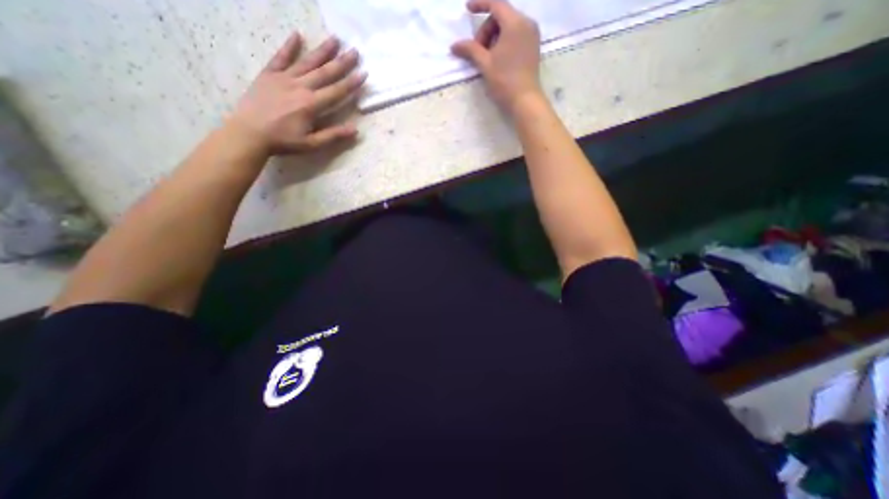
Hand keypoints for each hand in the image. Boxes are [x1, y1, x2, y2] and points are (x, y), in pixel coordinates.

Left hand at [233, 31, 367, 152]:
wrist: (249, 133)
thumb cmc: (283, 141)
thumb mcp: (312, 144)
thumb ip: (333, 135)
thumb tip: (355, 130)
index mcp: (311, 105)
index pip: (336, 92)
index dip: (351, 83)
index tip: (363, 74)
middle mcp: (300, 87)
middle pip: (325, 73)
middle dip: (342, 63)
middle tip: (355, 52)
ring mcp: (283, 78)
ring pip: (307, 62)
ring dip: (322, 51)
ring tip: (335, 39)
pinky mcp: (269, 74)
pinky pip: (280, 57)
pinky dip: (289, 46)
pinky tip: (298, 35)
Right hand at [452, 1, 541, 111]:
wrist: (525, 100)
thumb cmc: (504, 81)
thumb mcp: (485, 64)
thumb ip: (470, 50)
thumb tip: (454, 46)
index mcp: (515, 23)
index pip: (495, 4)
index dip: (480, 4)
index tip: (467, 9)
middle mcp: (526, 23)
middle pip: (501, 16)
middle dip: (486, 31)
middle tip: (478, 52)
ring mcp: (532, 34)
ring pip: (508, 26)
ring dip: (494, 37)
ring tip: (488, 58)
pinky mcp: (533, 46)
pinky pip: (516, 35)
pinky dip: (504, 41)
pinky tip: (498, 58)